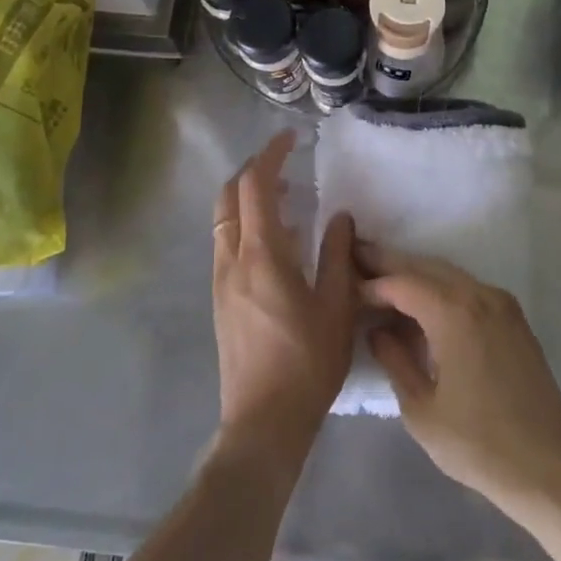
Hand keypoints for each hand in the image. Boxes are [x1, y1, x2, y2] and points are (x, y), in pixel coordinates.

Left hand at [211, 131, 356, 460]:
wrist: (263, 421)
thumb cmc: (308, 364)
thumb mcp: (337, 308)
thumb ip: (338, 256)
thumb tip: (340, 217)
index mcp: (262, 256)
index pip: (255, 186)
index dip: (270, 155)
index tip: (291, 139)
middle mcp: (232, 260)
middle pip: (228, 196)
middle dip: (252, 171)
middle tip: (286, 164)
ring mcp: (221, 281)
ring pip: (223, 221)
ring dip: (247, 198)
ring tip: (286, 197)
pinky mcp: (221, 300)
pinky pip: (227, 244)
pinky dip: (245, 225)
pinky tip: (278, 242)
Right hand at [361, 244, 560, 517]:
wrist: (551, 468)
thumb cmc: (478, 445)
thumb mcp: (421, 409)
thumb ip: (395, 360)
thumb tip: (378, 330)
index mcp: (454, 313)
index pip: (402, 283)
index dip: (371, 283)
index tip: (344, 286)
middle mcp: (480, 296)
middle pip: (426, 267)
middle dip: (390, 263)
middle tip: (356, 258)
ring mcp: (502, 304)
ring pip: (449, 275)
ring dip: (416, 275)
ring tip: (382, 279)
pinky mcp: (514, 320)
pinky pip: (469, 290)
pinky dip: (441, 289)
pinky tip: (422, 304)